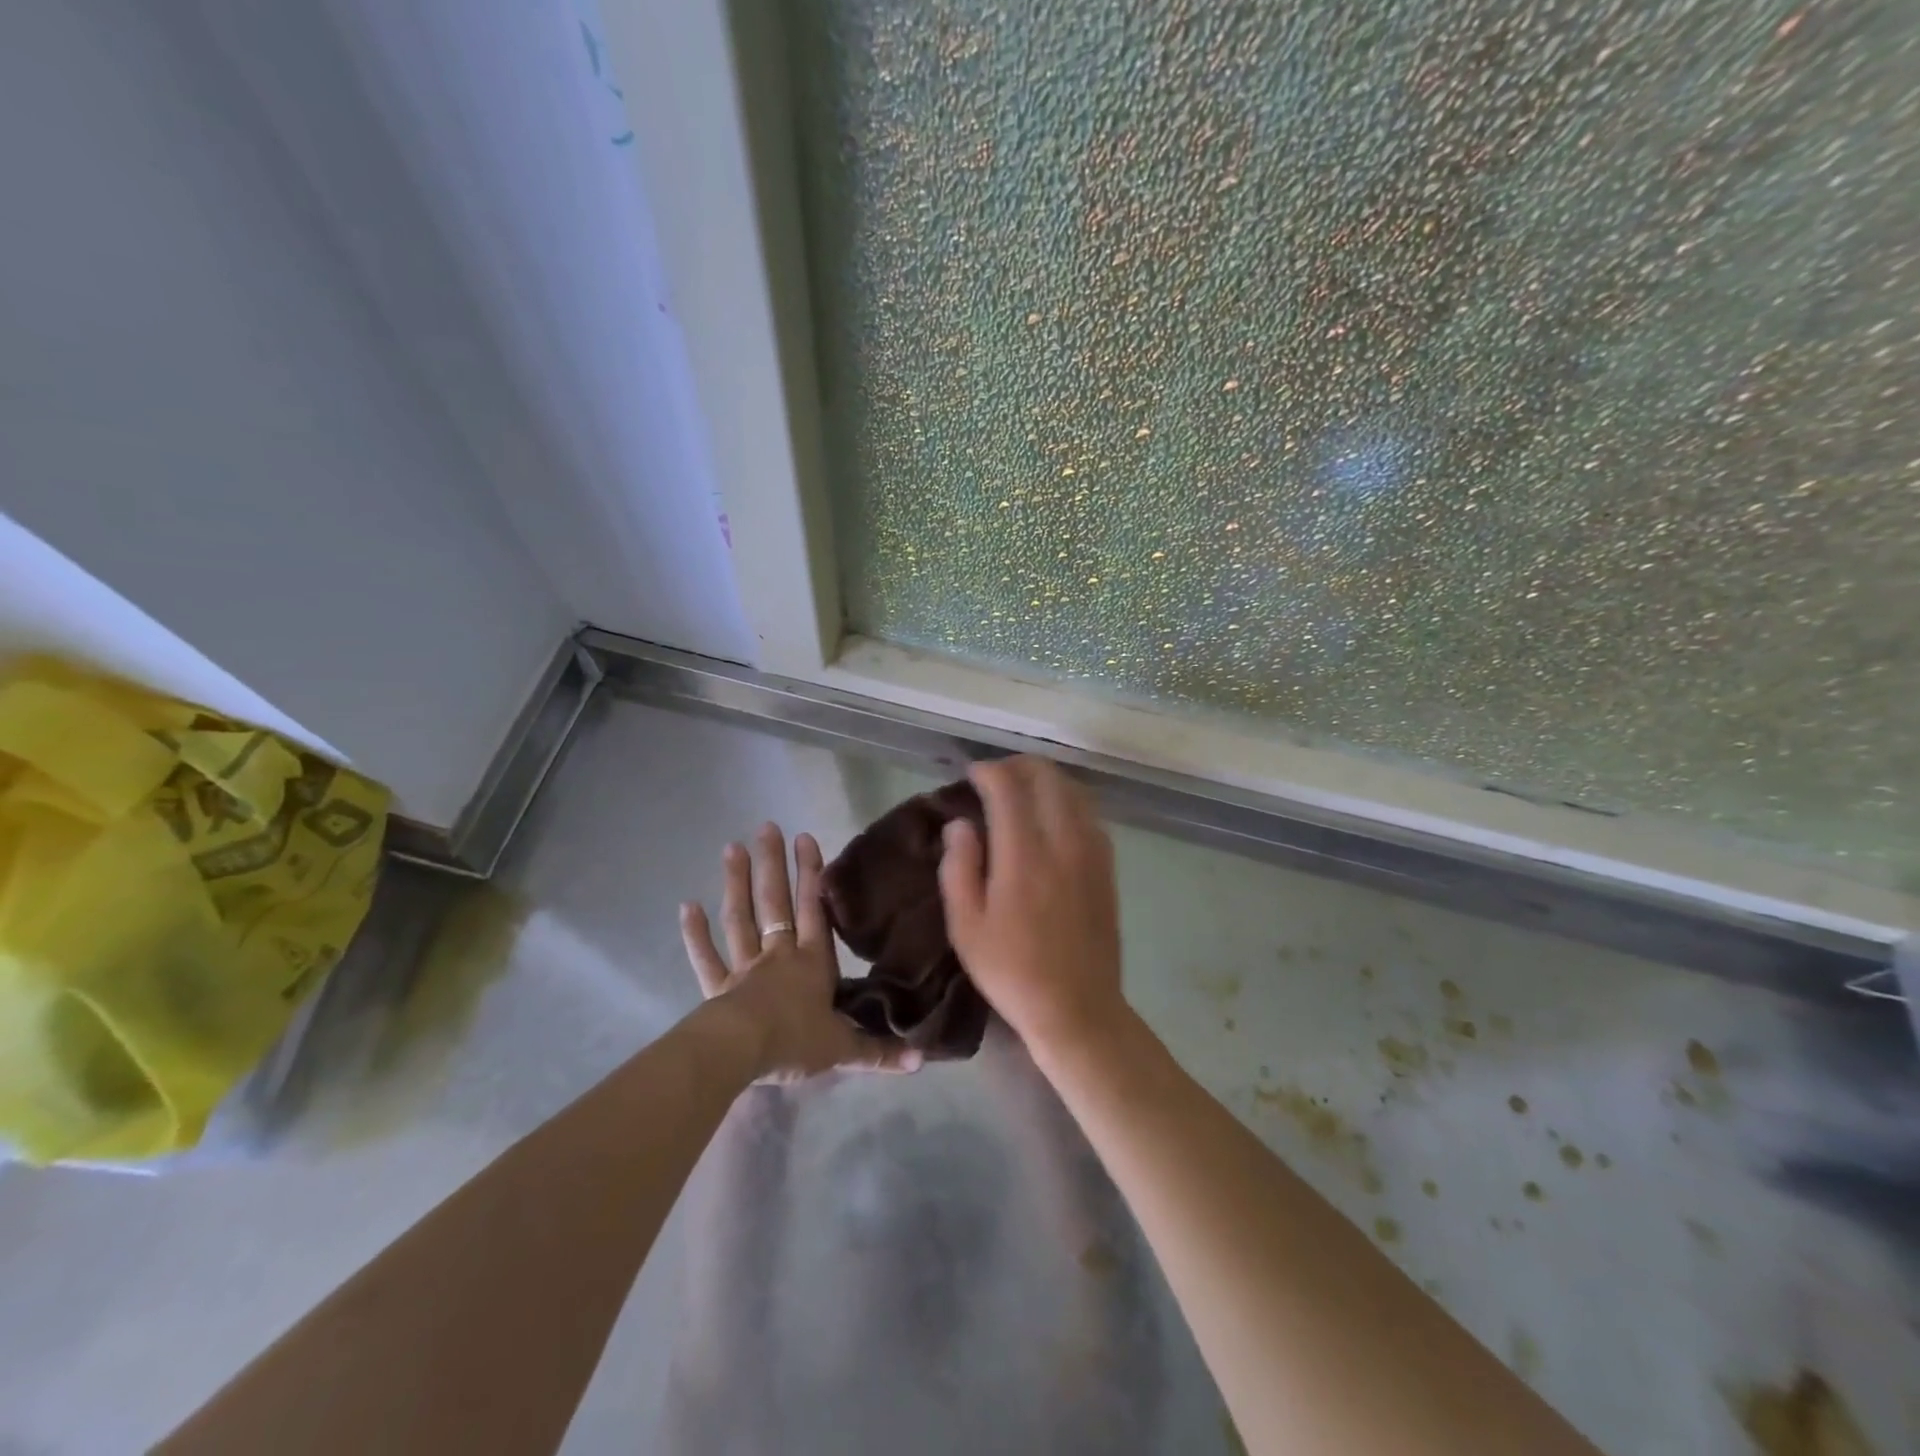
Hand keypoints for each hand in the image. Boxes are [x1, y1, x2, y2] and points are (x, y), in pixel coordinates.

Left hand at [681, 823, 921, 1082]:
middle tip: (767, 827)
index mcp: (811, 963)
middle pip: (776, 903)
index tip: (805, 838)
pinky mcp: (717, 987)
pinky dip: (695, 933)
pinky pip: (706, 956)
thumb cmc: (795, 1042)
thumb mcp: (843, 1049)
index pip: (815, 910)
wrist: (742, 1053)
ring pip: (740, 919)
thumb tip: (920, 1061)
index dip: (812, 875)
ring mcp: (744, 968)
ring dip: (736, 883)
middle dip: (773, 864)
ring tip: (732, 847)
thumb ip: (879, 1051)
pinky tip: (686, 905)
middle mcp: (778, 955)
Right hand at [938, 758, 1128, 1058]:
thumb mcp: (966, 926)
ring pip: (1073, 789)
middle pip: (1046, 776)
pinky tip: (1050, 817)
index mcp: (1024, 856)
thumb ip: (958, 866)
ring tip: (1019, 792)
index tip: (970, 776)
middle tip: (993, 778)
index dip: (987, 771)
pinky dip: (1066, 800)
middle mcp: (1063, 842)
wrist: (1077, 1008)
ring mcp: (1092, 851)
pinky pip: (1089, 812)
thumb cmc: (1011, 970)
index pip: (1008, 787)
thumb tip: (961, 824)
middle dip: (1017, 766)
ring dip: (1044, 779)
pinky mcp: (1107, 865)